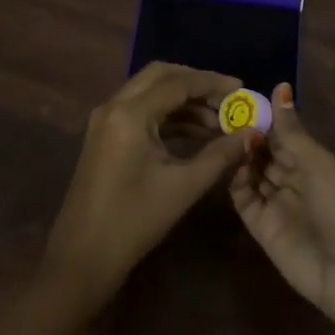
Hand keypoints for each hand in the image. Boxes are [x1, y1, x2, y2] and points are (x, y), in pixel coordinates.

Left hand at [44, 62, 253, 306]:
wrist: (83, 258)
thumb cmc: (134, 220)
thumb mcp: (183, 186)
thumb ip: (220, 155)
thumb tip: (251, 134)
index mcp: (130, 113)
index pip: (177, 82)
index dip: (212, 83)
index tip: (242, 89)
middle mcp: (114, 106)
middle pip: (161, 76)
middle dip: (196, 84)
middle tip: (229, 99)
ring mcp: (106, 120)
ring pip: (150, 92)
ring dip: (183, 101)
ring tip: (219, 122)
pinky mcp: (105, 136)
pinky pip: (141, 111)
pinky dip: (168, 116)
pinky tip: (195, 134)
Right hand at [230, 84, 334, 334]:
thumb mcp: (319, 164)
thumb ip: (292, 131)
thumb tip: (280, 86)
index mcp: (315, 163)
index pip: (284, 134)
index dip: (265, 118)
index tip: (240, 98)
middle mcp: (295, 180)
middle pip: (266, 153)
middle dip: (249, 135)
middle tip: (223, 115)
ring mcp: (277, 204)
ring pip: (252, 173)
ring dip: (241, 155)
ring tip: (223, 135)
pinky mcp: (262, 228)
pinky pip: (244, 199)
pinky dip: (236, 181)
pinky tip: (229, 164)